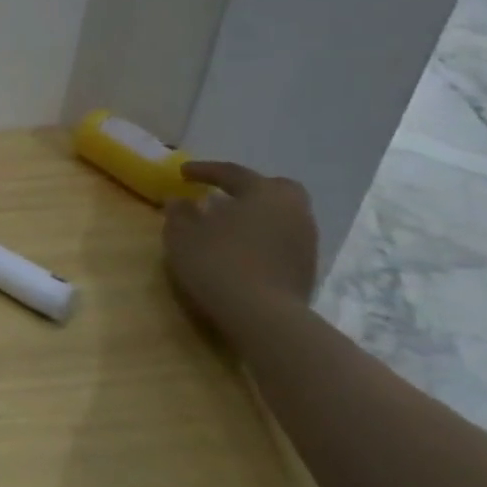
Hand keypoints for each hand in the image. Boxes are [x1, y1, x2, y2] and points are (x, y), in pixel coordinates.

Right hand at [162, 161, 317, 333]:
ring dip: (255, 214)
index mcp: (263, 193)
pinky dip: (262, 236)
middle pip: (273, 188)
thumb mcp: (182, 235)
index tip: (182, 173)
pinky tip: (241, 248)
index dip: (204, 171)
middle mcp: (292, 209)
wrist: (263, 315)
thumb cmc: (217, 262)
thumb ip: (180, 213)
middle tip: (221, 194)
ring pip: (280, 214)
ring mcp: (305, 239)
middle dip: (247, 188)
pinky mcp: (307, 266)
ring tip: (228, 224)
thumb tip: (180, 201)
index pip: (232, 173)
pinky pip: (281, 238)